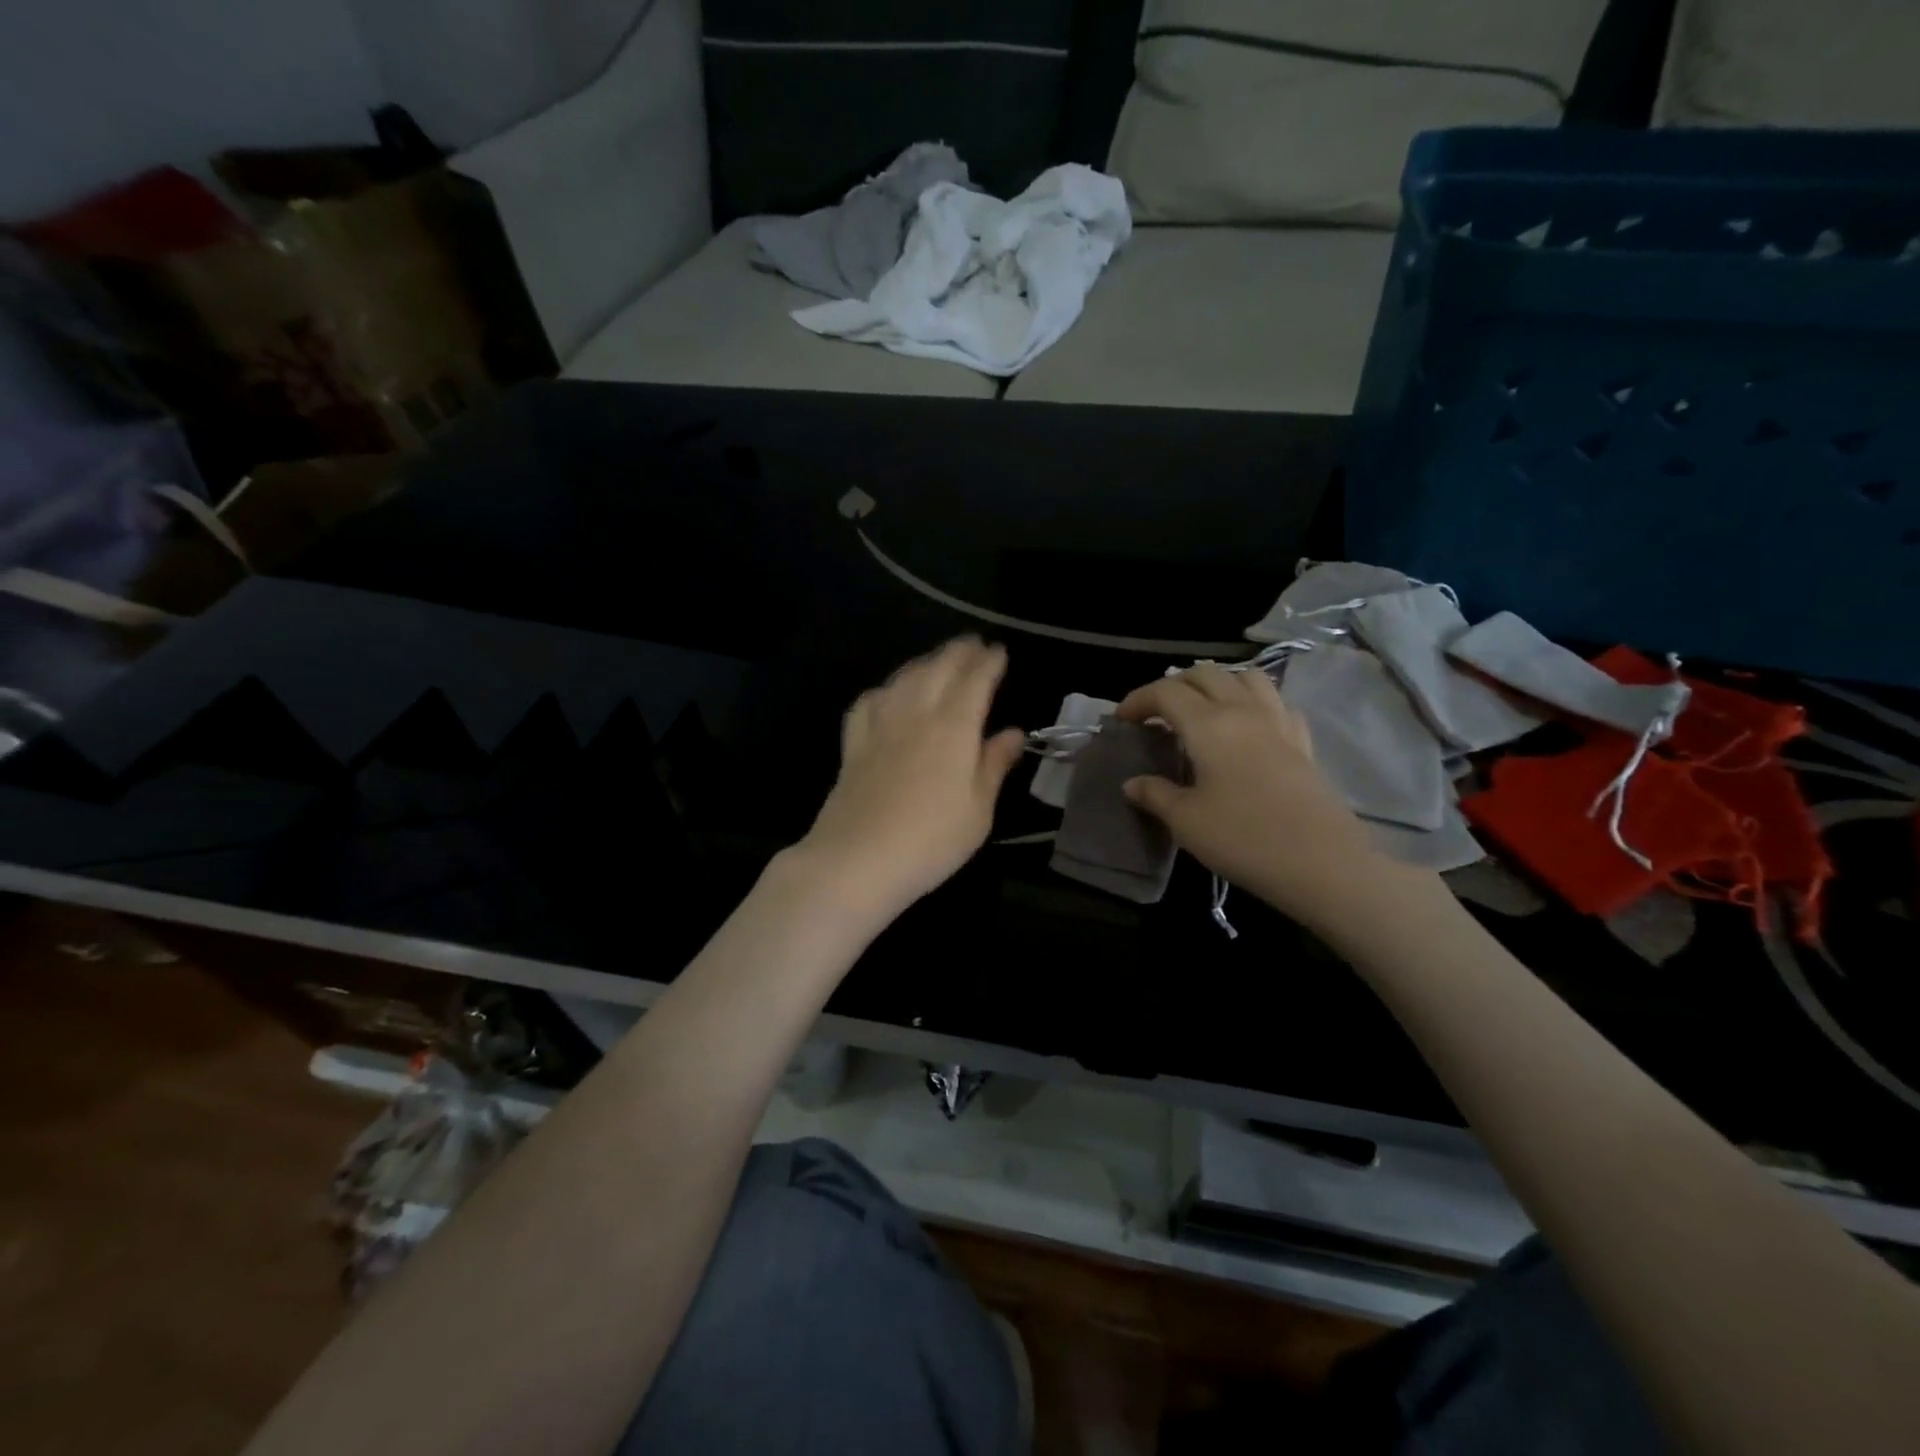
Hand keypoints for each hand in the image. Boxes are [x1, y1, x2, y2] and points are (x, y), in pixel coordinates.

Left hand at [795, 638, 1025, 923]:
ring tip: (938, 661)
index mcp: (954, 726)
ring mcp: (880, 725)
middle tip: (974, 645)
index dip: (990, 662)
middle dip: (960, 651)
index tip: (999, 651)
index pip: (976, 679)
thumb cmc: (932, 840)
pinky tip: (889, 695)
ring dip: (925, 662)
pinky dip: (885, 689)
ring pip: (904, 677)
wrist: (857, 860)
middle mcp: (916, 713)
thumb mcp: (979, 809)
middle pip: (939, 668)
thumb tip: (1012, 732)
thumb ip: (994, 764)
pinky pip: (870, 701)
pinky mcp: (853, 743)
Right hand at [1115, 663, 1398, 928]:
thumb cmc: (1243, 838)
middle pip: (1206, 674)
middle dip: (1174, 685)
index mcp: (1209, 724)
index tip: (1122, 720)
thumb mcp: (1186, 821)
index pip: (1166, 692)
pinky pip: (1277, 704)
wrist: (1321, 863)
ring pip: (1247, 677)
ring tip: (1202, 709)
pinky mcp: (1303, 743)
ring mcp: (1279, 723)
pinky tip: (1248, 728)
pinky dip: (1255, 703)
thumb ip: (1155, 794)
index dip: (1138, 699)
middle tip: (1156, 713)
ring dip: (1218, 684)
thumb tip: (1133, 783)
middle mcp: (1244, 711)